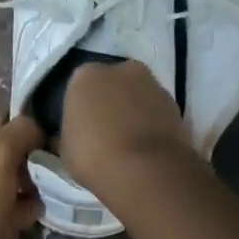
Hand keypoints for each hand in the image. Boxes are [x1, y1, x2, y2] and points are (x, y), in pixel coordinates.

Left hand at [0, 104, 43, 238]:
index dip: (24, 121)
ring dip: (30, 181)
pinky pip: (7, 205)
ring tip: (53, 184)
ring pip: (7, 178)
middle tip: (56, 160)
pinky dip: (24, 206)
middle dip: (29, 154)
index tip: (52, 131)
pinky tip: (41, 208)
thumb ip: (22, 129)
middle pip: (3, 148)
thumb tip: (37, 127)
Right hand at [59, 59, 191, 197]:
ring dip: (132, 111)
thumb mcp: (64, 148)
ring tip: (127, 142)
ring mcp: (152, 83)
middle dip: (108, 102)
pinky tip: (145, 147)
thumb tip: (63, 137)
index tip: (80, 127)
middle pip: (111, 84)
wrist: (145, 170)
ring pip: (136, 95)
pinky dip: (151, 123)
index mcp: (85, 75)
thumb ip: (66, 134)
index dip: (79, 107)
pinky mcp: (175, 103)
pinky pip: (155, 111)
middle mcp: (120, 69)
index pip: (78, 86)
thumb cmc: (93, 154)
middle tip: (104, 131)